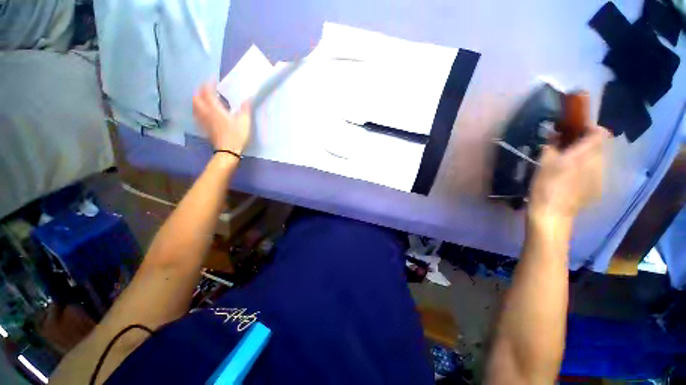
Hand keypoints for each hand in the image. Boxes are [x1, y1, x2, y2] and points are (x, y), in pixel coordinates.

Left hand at [193, 83, 251, 154]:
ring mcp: (204, 121)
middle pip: (196, 98)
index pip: (207, 92)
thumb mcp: (245, 121)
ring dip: (197, 100)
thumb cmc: (237, 135)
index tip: (213, 79)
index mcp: (215, 109)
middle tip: (207, 89)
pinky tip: (203, 112)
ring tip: (204, 99)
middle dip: (200, 91)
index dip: (209, 83)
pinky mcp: (204, 128)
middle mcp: (206, 113)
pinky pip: (197, 116)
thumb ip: (245, 108)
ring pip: (194, 107)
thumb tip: (248, 97)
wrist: (228, 151)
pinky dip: (198, 110)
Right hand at [528, 126, 608, 227]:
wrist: (552, 214)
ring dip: (587, 156)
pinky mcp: (598, 188)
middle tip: (568, 148)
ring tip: (570, 164)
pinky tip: (573, 178)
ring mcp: (600, 177)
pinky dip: (587, 169)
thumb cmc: (545, 186)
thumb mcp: (543, 163)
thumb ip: (552, 145)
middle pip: (599, 146)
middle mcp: (598, 163)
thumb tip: (554, 133)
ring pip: (598, 159)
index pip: (599, 133)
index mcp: (585, 155)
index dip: (590, 128)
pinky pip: (596, 171)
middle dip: (586, 143)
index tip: (575, 130)